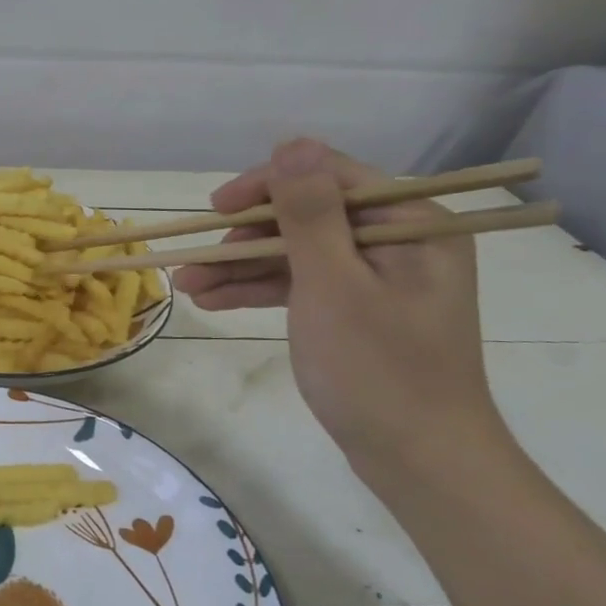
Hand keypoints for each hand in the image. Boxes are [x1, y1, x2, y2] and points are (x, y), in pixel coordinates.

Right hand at [175, 139, 505, 478]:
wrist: (420, 463)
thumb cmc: (378, 370)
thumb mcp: (334, 285)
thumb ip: (310, 212)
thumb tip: (292, 143)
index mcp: (411, 224)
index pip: (329, 178)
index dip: (267, 186)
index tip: (217, 208)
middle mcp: (398, 242)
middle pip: (307, 217)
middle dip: (245, 238)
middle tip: (193, 257)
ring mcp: (377, 279)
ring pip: (297, 254)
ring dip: (241, 268)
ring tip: (186, 285)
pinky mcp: (358, 311)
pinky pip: (303, 285)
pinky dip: (260, 291)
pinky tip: (213, 301)